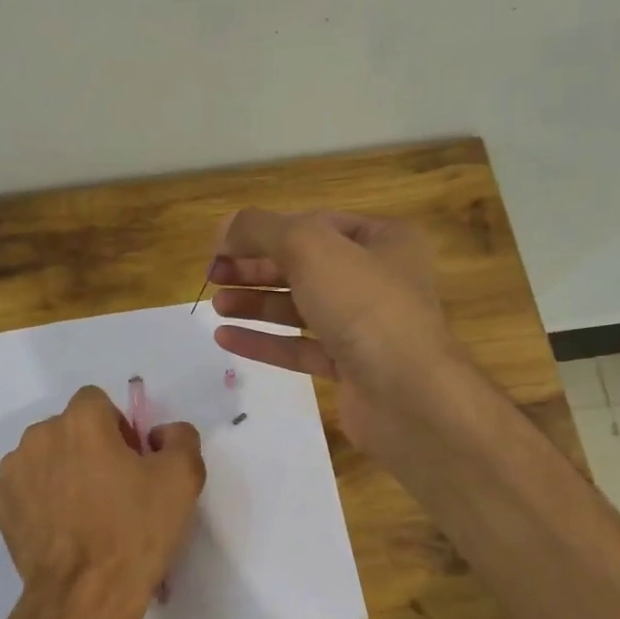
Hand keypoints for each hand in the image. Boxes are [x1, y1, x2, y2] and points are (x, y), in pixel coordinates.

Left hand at [0, 385, 206, 618]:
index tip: (133, 463)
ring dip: (64, 473)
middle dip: (90, 449)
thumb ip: (180, 437)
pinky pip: (28, 490)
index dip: (119, 428)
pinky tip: (64, 531)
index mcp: (80, 421)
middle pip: (70, 430)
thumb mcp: (183, 478)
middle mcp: (38, 437)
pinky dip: (43, 501)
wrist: (85, 595)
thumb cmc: (135, 531)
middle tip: (115, 491)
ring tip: (86, 515)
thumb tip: (159, 434)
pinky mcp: (0, 507)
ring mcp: (13, 473)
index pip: (98, 402)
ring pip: (46, 458)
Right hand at [209, 210, 470, 463]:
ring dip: (256, 304)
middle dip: (256, 268)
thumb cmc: (364, 306)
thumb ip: (262, 230)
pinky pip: (301, 348)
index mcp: (383, 240)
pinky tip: (227, 338)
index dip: (265, 231)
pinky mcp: (350, 368)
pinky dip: (266, 341)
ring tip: (216, 306)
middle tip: (212, 275)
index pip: (314, 224)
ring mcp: (365, 328)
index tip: (221, 246)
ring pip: (301, 308)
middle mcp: (378, 279)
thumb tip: (223, 228)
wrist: (407, 394)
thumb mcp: (310, 247)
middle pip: (305, 266)